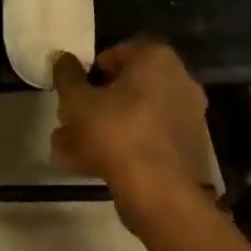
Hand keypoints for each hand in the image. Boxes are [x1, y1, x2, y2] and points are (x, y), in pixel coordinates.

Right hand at [51, 40, 211, 223]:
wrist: (161, 196)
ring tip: (69, 150)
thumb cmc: (117, 133)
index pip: (115, 54)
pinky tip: (91, 167)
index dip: (89, 73)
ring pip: (134, 118)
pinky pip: (148, 141)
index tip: (73, 92)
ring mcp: (187, 119)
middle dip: (95, 105)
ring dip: (103, 130)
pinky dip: (123, 149)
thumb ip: (67, 75)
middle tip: (69, 121)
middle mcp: (179, 81)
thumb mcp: (78, 100)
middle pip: (126, 88)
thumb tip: (62, 59)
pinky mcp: (188, 152)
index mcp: (156, 58)